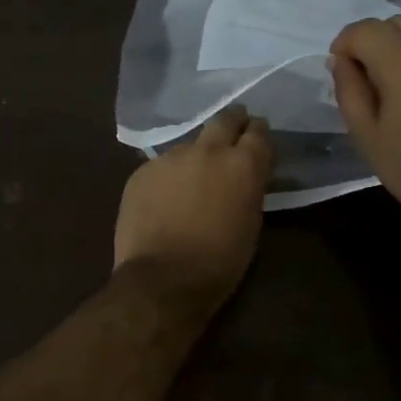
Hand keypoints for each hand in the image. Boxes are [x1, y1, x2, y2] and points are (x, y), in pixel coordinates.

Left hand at [114, 106, 272, 306]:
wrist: (162, 279)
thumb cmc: (219, 262)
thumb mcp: (251, 224)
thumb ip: (248, 190)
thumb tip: (243, 178)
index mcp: (242, 165)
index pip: (258, 132)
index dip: (259, 132)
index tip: (257, 133)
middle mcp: (207, 151)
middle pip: (223, 121)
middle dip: (232, 122)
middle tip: (235, 128)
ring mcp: (170, 158)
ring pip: (189, 146)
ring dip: (196, 155)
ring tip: (194, 176)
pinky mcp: (142, 172)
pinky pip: (162, 166)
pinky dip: (169, 176)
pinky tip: (166, 197)